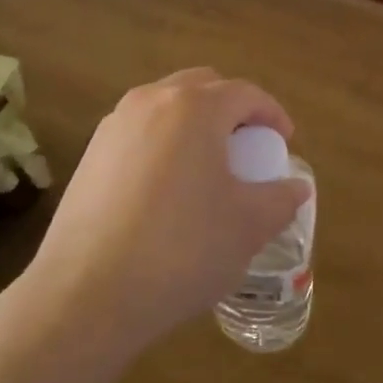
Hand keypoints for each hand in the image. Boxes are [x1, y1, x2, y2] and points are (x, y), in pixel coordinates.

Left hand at [22, 68, 310, 359]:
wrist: (86, 294)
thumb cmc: (181, 249)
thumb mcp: (248, 226)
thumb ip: (281, 198)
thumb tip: (296, 187)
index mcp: (195, 107)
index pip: (245, 93)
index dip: (272, 114)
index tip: (284, 143)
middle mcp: (151, 101)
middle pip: (202, 88)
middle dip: (231, 110)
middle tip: (248, 148)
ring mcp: (114, 126)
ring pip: (166, 108)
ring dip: (194, 125)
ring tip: (208, 168)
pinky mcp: (89, 155)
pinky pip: (139, 133)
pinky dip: (163, 145)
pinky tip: (168, 191)